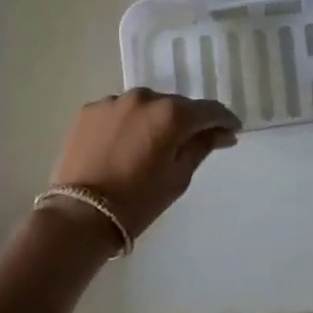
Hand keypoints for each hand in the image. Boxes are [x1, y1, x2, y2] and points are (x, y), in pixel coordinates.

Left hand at [49, 90, 240, 238]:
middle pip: (177, 105)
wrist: (80, 214)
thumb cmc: (138, 200)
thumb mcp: (179, 177)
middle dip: (188, 121)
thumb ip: (202, 146)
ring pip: (147, 106)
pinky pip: (120, 112)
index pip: (209, 110)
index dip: (225, 120)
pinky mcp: (90, 111)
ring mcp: (114, 101)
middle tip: (192, 142)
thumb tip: (223, 133)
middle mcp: (145, 98)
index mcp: (172, 114)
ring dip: (156, 120)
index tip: (232, 131)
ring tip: (154, 144)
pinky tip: (126, 144)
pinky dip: (129, 123)